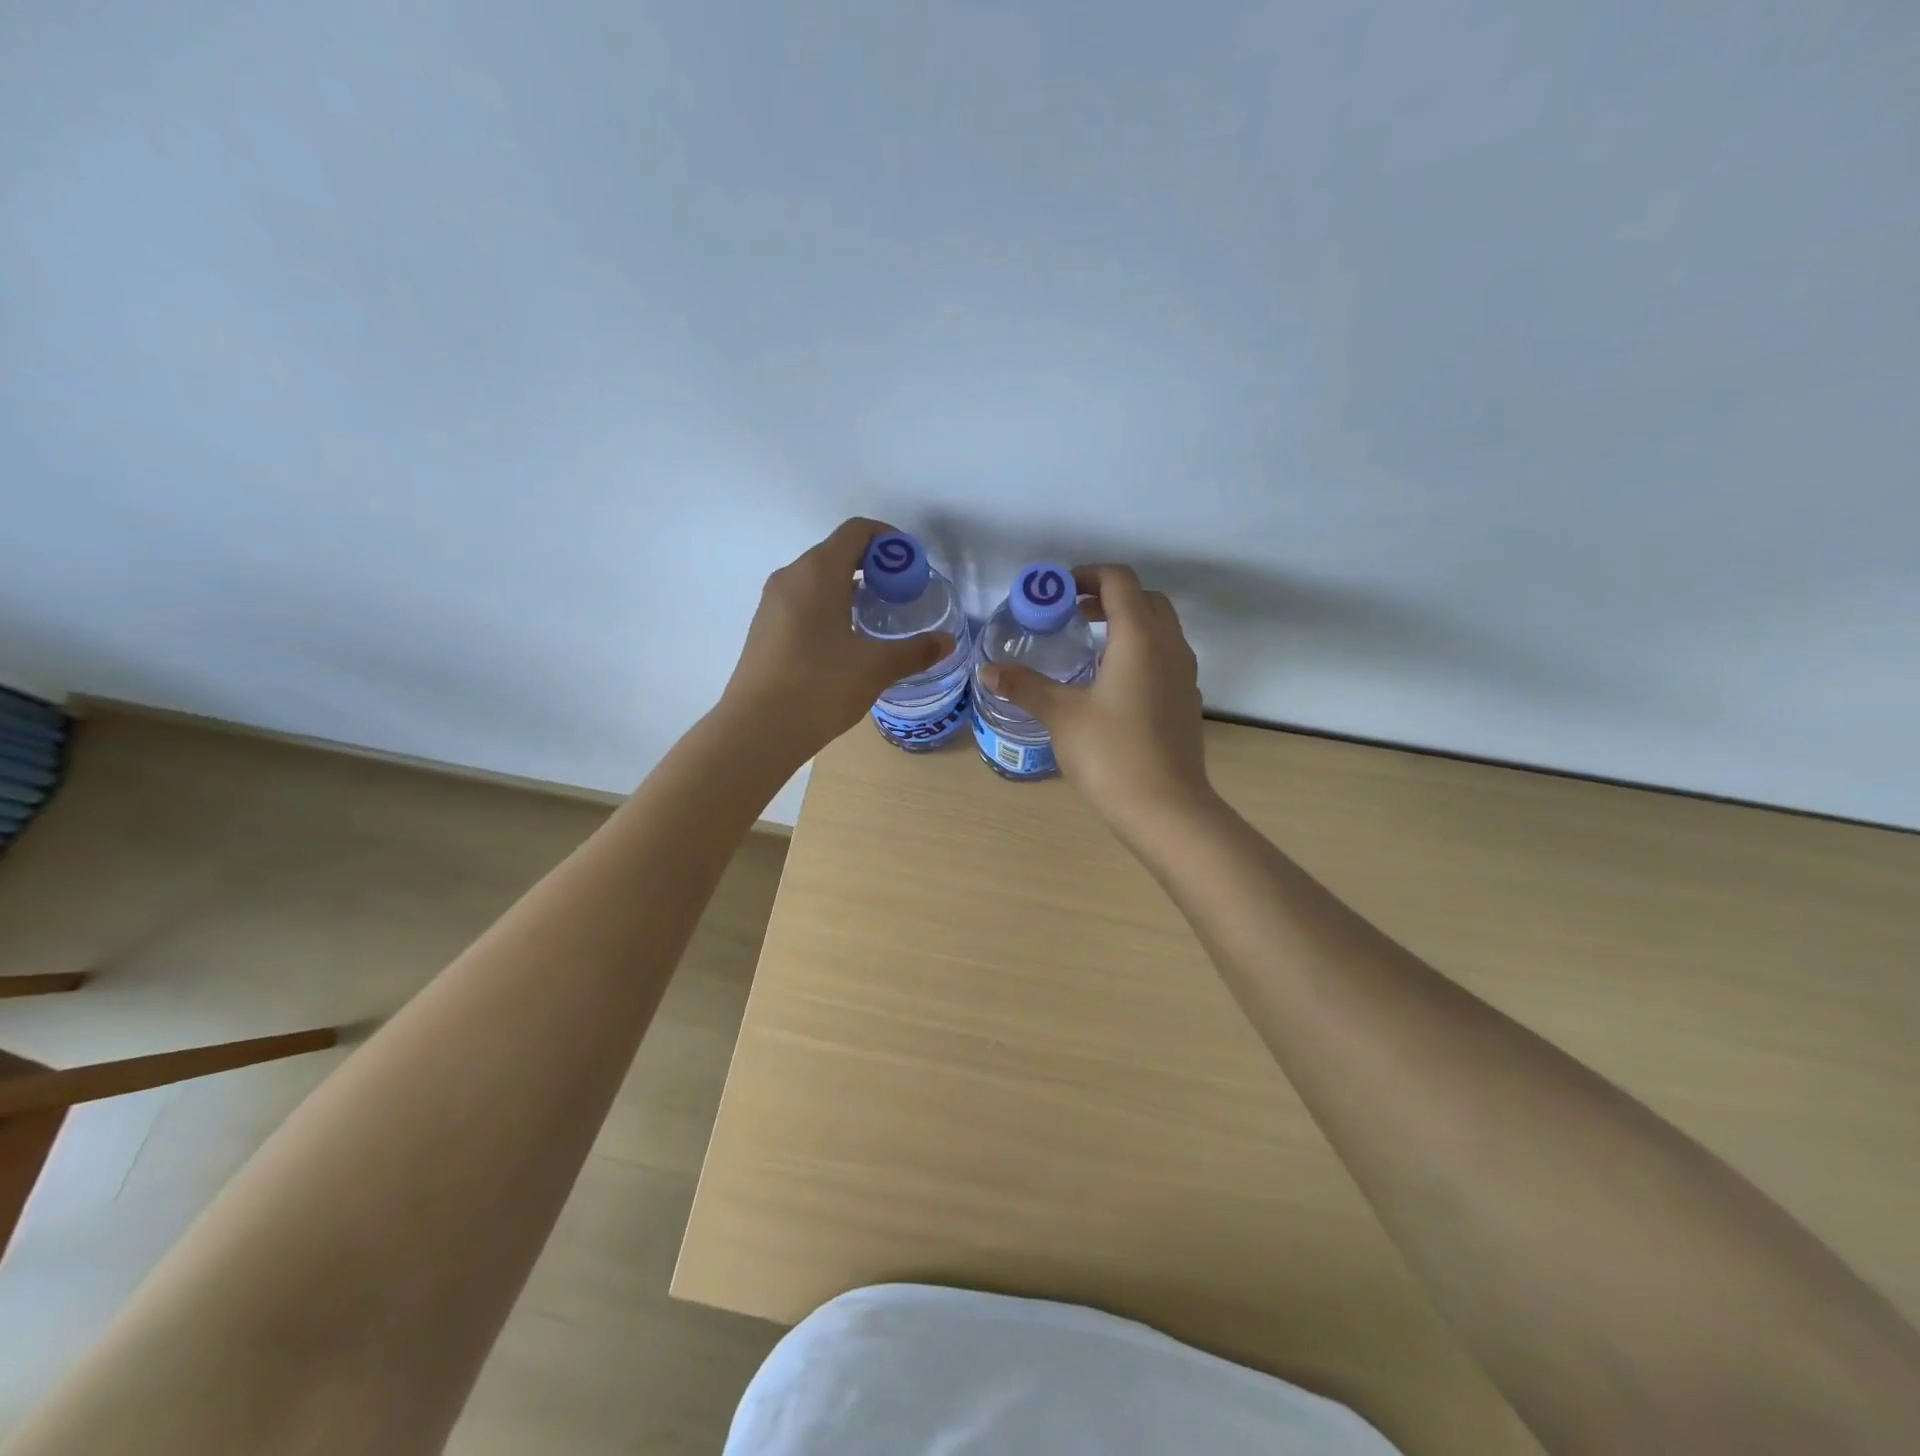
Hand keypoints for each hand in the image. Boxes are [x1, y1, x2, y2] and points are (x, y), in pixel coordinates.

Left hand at [721, 518, 956, 758]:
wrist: (758, 729)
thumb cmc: (820, 686)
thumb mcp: (876, 668)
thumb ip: (915, 651)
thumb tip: (947, 642)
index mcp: (819, 572)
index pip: (857, 531)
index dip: (888, 540)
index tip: (911, 566)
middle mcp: (791, 576)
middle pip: (837, 552)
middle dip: (873, 566)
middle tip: (901, 595)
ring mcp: (772, 602)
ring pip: (817, 578)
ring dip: (849, 587)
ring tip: (876, 619)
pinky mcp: (764, 627)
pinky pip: (802, 601)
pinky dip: (828, 606)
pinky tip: (844, 641)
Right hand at [979, 563, 1211, 831]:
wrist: (1166, 808)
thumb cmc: (1111, 754)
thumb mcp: (1060, 716)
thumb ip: (1025, 686)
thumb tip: (986, 670)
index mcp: (1139, 638)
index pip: (1120, 581)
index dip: (1088, 575)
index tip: (1058, 592)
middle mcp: (1169, 647)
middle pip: (1146, 599)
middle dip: (1109, 597)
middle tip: (1073, 615)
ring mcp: (1184, 675)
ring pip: (1161, 629)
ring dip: (1128, 624)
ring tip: (1089, 649)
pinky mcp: (1187, 702)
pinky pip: (1166, 658)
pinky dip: (1141, 652)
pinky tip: (1112, 687)